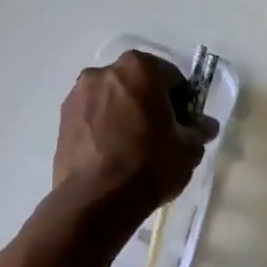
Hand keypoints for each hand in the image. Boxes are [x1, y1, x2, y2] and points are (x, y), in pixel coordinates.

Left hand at [53, 51, 216, 214]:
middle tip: (160, 135)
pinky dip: (103, 127)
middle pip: (138, 83)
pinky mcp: (62, 118)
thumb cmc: (149, 164)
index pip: (172, 78)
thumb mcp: (188, 149)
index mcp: (139, 68)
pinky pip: (92, 116)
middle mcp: (104, 71)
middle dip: (150, 103)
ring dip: (124, 113)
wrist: (96, 198)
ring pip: (112, 99)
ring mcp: (78, 94)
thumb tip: (203, 126)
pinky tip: (111, 153)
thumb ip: (198, 130)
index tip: (184, 125)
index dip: (183, 102)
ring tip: (132, 147)